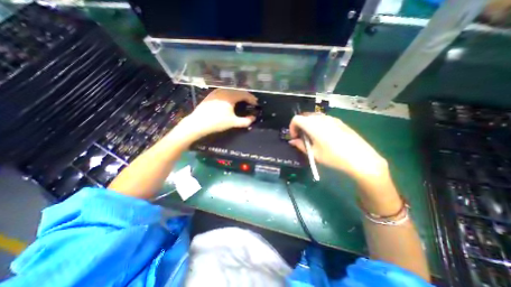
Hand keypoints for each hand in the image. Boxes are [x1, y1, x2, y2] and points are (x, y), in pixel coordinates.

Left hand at [169, 88, 257, 147]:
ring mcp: (216, 92)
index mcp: (230, 96)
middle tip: (251, 102)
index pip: (244, 94)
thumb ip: (245, 121)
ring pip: (231, 91)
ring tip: (242, 101)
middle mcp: (224, 91)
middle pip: (238, 91)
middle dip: (246, 96)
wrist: (198, 123)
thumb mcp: (233, 123)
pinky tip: (230, 101)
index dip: (252, 98)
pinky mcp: (211, 95)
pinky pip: (224, 92)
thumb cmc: (217, 122)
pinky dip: (231, 95)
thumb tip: (253, 118)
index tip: (256, 103)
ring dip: (238, 95)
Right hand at [289, 114, 389, 182]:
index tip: (295, 137)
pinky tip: (324, 136)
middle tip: (302, 138)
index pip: (296, 119)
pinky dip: (318, 125)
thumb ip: (300, 145)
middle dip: (300, 126)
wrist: (360, 158)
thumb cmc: (333, 157)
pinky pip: (323, 120)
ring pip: (314, 117)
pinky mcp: (339, 121)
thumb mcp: (314, 153)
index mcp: (313, 125)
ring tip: (312, 138)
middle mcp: (321, 118)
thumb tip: (292, 141)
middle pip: (304, 117)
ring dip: (308, 125)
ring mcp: (331, 118)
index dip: (292, 127)